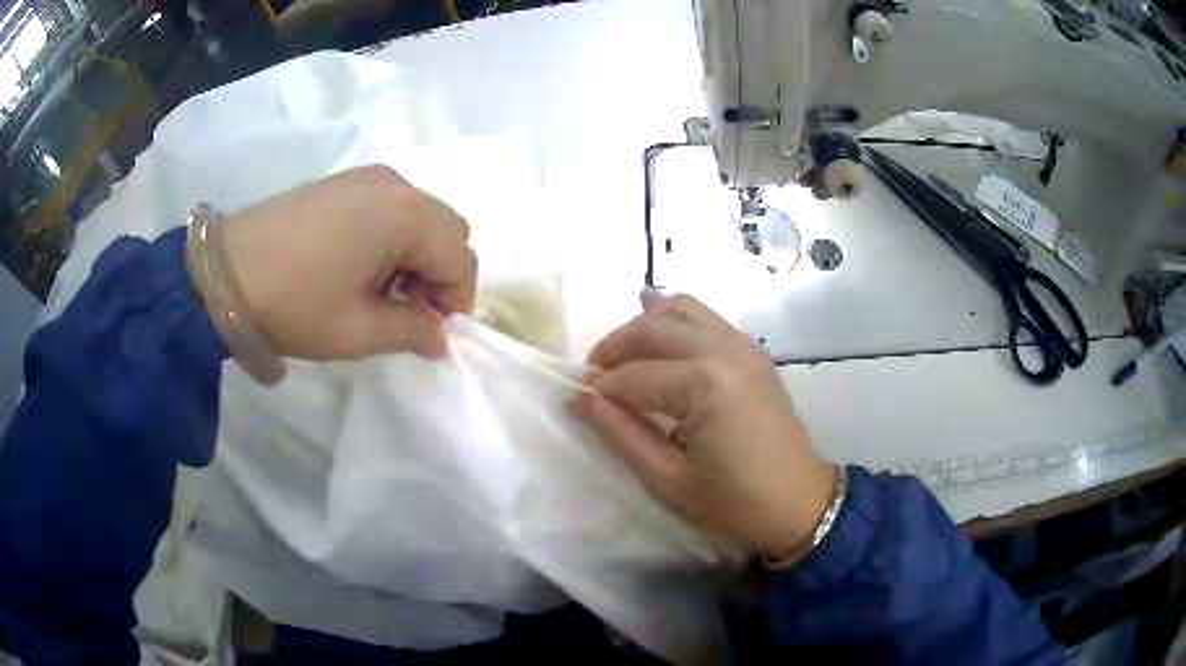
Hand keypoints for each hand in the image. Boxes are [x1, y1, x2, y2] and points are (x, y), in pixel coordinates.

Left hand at [217, 166, 477, 360]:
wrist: (224, 274)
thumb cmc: (295, 303)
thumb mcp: (357, 330)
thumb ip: (412, 332)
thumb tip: (440, 338)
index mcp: (405, 215)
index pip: (460, 257)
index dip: (456, 300)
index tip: (432, 332)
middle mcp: (396, 184)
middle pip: (446, 230)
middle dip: (440, 274)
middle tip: (407, 311)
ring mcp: (368, 177)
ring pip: (421, 217)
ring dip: (417, 255)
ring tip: (380, 291)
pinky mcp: (344, 181)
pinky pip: (391, 207)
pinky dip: (393, 238)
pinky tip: (359, 265)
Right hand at [570, 290, 835, 557]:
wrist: (799, 500)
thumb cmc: (733, 501)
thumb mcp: (668, 480)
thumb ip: (621, 434)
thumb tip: (579, 399)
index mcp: (704, 386)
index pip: (633, 376)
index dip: (600, 389)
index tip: (578, 400)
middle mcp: (723, 351)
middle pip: (652, 329)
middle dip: (614, 348)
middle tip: (594, 377)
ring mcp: (743, 344)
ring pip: (679, 310)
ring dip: (643, 326)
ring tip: (623, 355)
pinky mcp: (752, 349)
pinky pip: (706, 317)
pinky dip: (675, 317)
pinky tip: (657, 324)